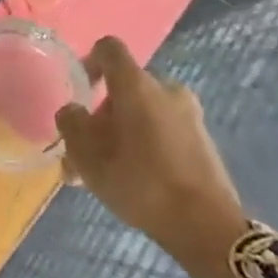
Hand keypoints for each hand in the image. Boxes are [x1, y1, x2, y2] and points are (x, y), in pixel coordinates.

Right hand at [55, 37, 249, 277]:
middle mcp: (166, 90)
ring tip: (102, 173)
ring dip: (120, 135)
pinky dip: (144, 147)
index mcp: (137, 85)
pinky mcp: (203, 142)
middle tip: (84, 150)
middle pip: (124, 89)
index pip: (109, 49)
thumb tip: (73, 110)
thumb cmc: (139, 181)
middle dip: (101, 115)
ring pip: (142, 114)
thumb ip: (71, 123)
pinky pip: (163, 132)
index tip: (80, 90)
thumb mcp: (87, 155)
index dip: (89, 61)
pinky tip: (132, 181)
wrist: (206, 227)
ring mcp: (190, 116)